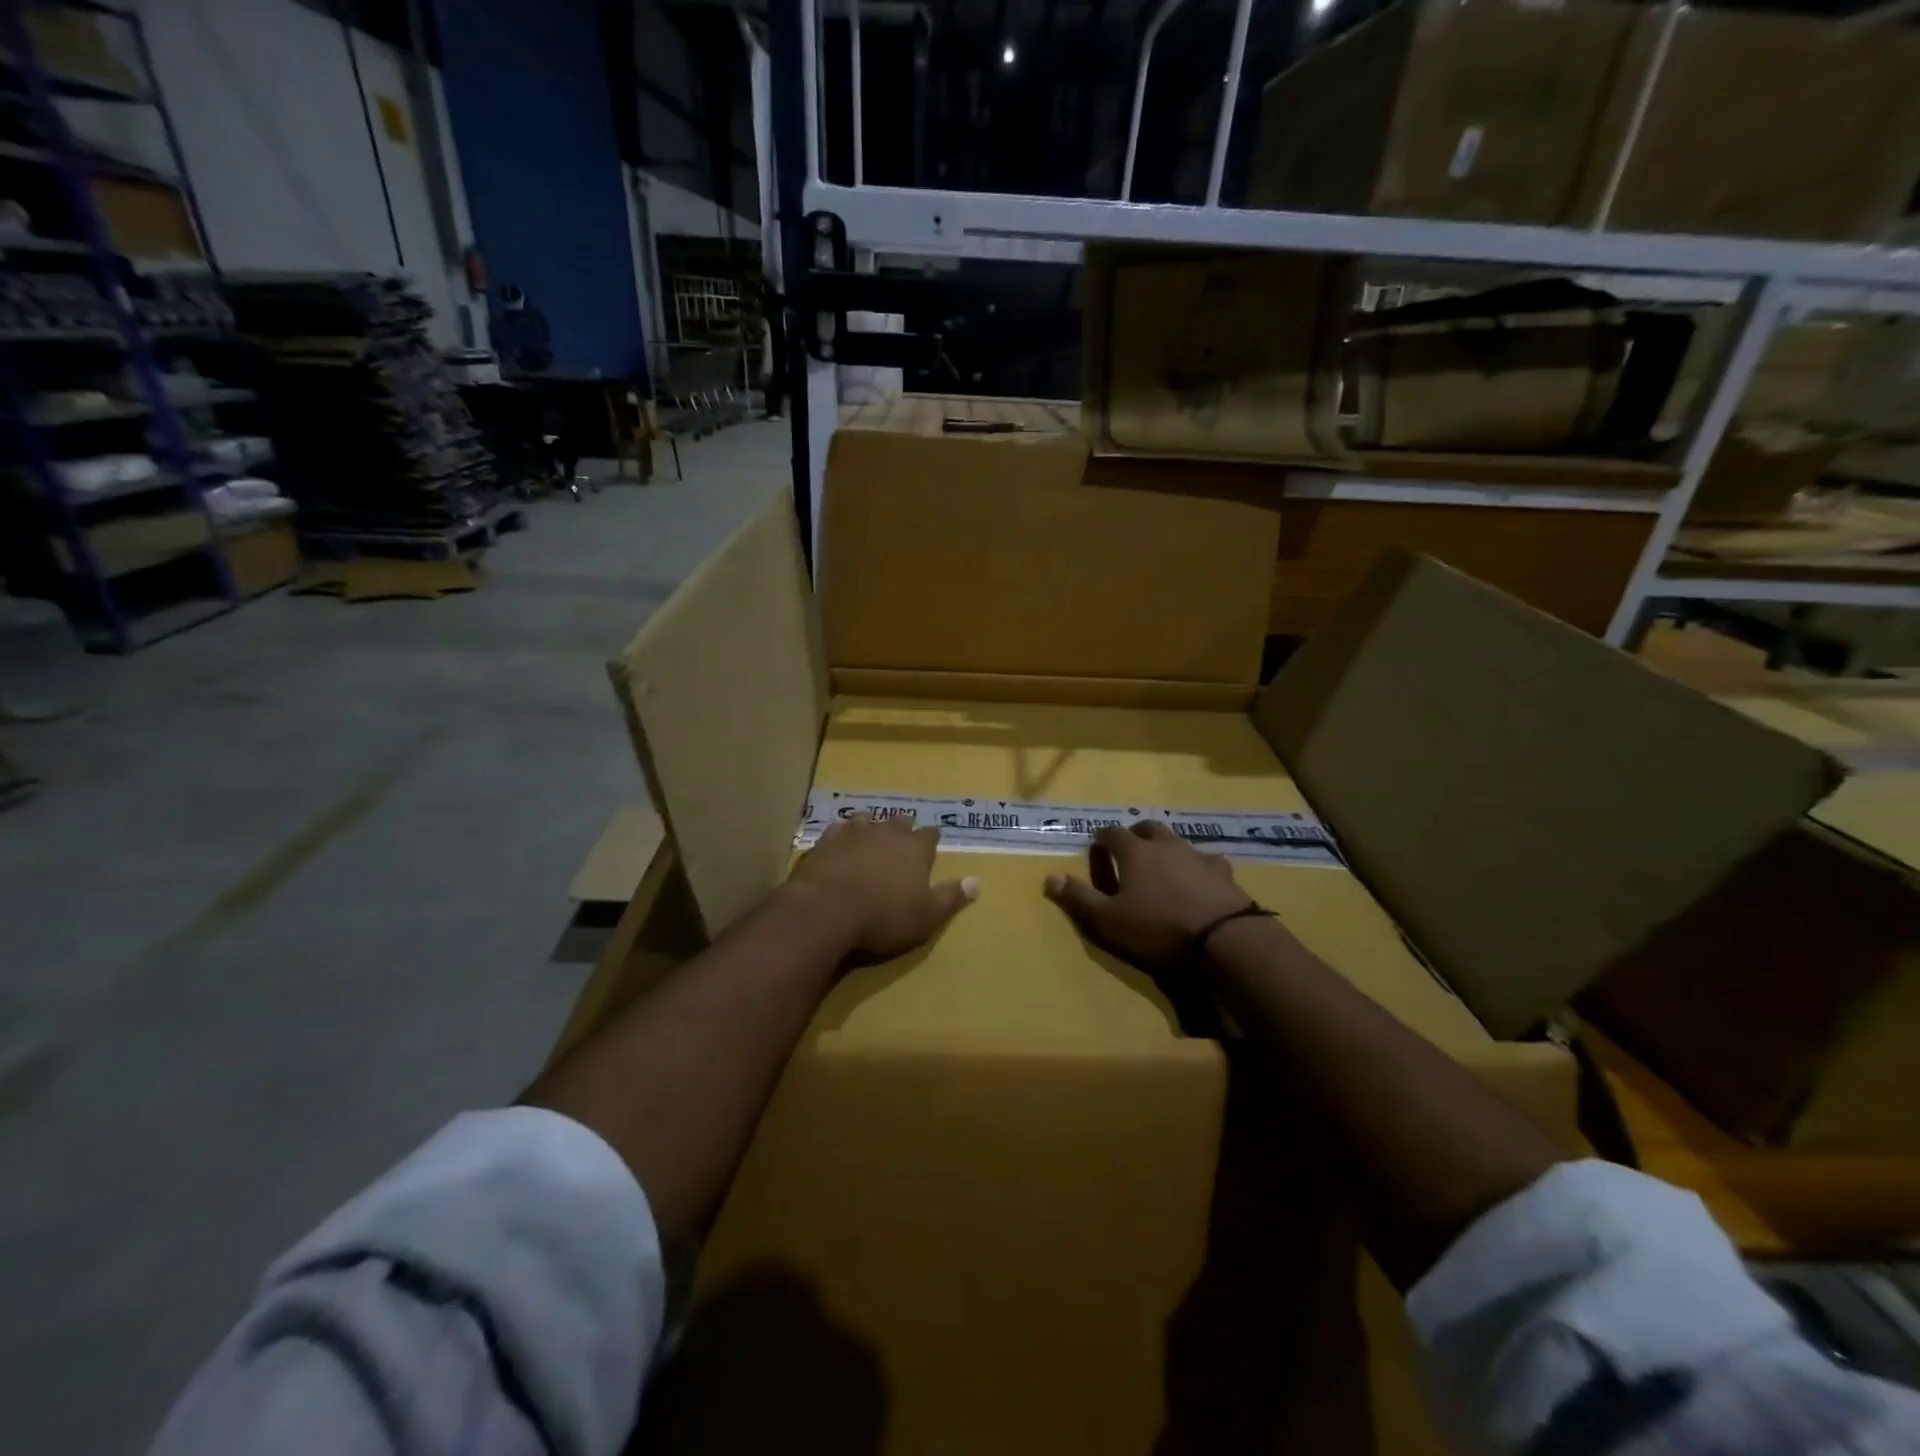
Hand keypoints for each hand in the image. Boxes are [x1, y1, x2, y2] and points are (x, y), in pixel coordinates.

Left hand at [786, 814, 978, 959]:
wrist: (826, 910)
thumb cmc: (883, 917)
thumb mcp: (926, 916)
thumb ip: (951, 898)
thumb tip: (977, 881)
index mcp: (915, 849)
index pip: (930, 835)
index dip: (931, 838)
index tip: (933, 840)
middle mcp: (887, 833)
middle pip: (899, 822)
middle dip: (903, 827)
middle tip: (903, 833)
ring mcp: (853, 833)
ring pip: (867, 820)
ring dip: (871, 825)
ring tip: (871, 830)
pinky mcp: (825, 842)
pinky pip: (836, 830)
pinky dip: (841, 834)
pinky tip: (838, 839)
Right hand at [1044, 821, 1252, 965]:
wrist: (1223, 936)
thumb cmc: (1158, 926)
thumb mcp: (1109, 919)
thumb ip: (1079, 898)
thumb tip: (1049, 877)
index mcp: (1135, 852)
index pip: (1112, 833)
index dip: (1102, 838)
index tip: (1097, 845)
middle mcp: (1165, 844)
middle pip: (1147, 827)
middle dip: (1135, 834)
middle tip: (1129, 848)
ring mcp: (1197, 855)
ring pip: (1177, 840)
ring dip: (1166, 847)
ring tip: (1163, 863)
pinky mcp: (1223, 872)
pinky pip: (1208, 860)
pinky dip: (1198, 865)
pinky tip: (1201, 877)